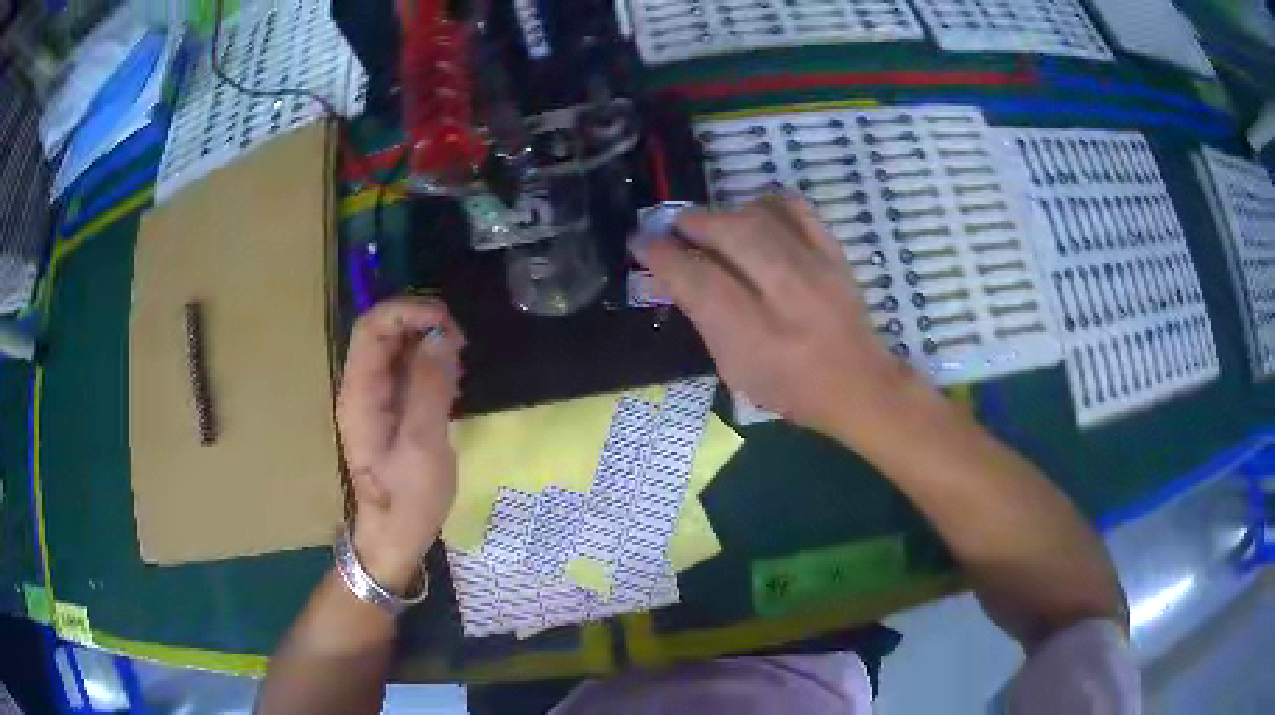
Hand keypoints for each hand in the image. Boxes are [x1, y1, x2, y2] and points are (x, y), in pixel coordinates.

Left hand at [336, 297, 465, 592]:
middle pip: (383, 332)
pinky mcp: (390, 412)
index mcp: (360, 392)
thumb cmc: (407, 499)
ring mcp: (375, 400)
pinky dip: (429, 365)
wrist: (393, 539)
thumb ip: (429, 387)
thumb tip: (441, 337)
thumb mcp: (423, 444)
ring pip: (396, 350)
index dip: (407, 312)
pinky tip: (453, 381)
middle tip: (460, 343)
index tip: (447, 324)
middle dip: (421, 324)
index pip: (372, 327)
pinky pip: (406, 372)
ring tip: (460, 361)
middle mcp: (362, 388)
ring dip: (427, 343)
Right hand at [632, 194, 915, 436]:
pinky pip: (797, 208)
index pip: (699, 282)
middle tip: (674, 228)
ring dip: (723, 213)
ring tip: (709, 225)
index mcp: (757, 339)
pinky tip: (752, 214)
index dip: (662, 256)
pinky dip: (766, 202)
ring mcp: (817, 269)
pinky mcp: (836, 253)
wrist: (859, 384)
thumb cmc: (789, 389)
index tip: (641, 243)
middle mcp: (788, 297)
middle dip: (692, 223)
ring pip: (760, 217)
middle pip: (731, 236)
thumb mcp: (734, 369)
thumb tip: (673, 273)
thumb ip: (703, 318)